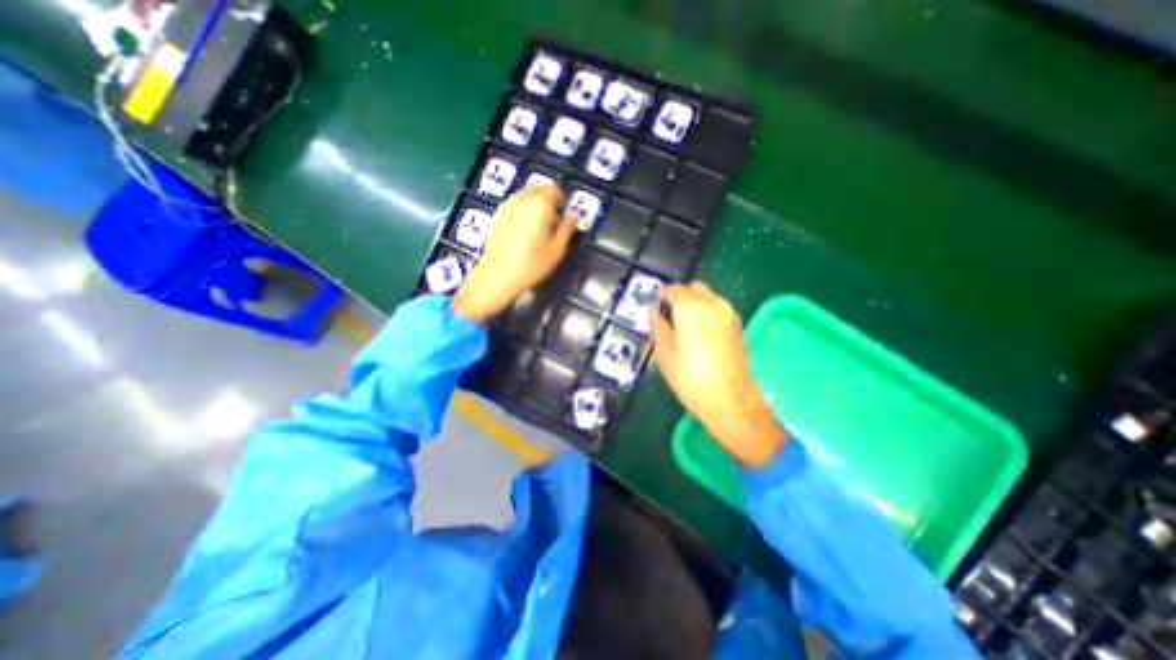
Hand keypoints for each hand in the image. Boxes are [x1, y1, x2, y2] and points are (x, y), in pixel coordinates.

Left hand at [449, 185, 577, 325]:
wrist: (498, 275)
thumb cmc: (533, 263)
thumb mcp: (557, 249)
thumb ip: (567, 228)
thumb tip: (574, 215)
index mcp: (540, 204)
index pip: (554, 191)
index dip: (562, 201)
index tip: (564, 216)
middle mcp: (522, 199)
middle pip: (538, 189)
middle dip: (548, 200)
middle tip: (553, 220)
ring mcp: (506, 206)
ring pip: (524, 196)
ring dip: (534, 205)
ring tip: (538, 226)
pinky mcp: (496, 216)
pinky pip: (513, 205)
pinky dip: (522, 210)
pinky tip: (523, 231)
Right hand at [648, 282, 782, 463]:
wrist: (729, 398)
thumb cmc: (690, 376)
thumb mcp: (665, 354)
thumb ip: (659, 329)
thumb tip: (655, 317)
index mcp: (689, 307)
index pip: (673, 289)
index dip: (662, 295)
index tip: (656, 305)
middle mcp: (711, 303)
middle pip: (693, 288)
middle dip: (680, 295)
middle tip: (669, 313)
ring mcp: (728, 313)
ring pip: (708, 297)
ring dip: (695, 303)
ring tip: (685, 324)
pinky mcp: (738, 325)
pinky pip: (718, 309)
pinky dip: (707, 312)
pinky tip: (701, 332)